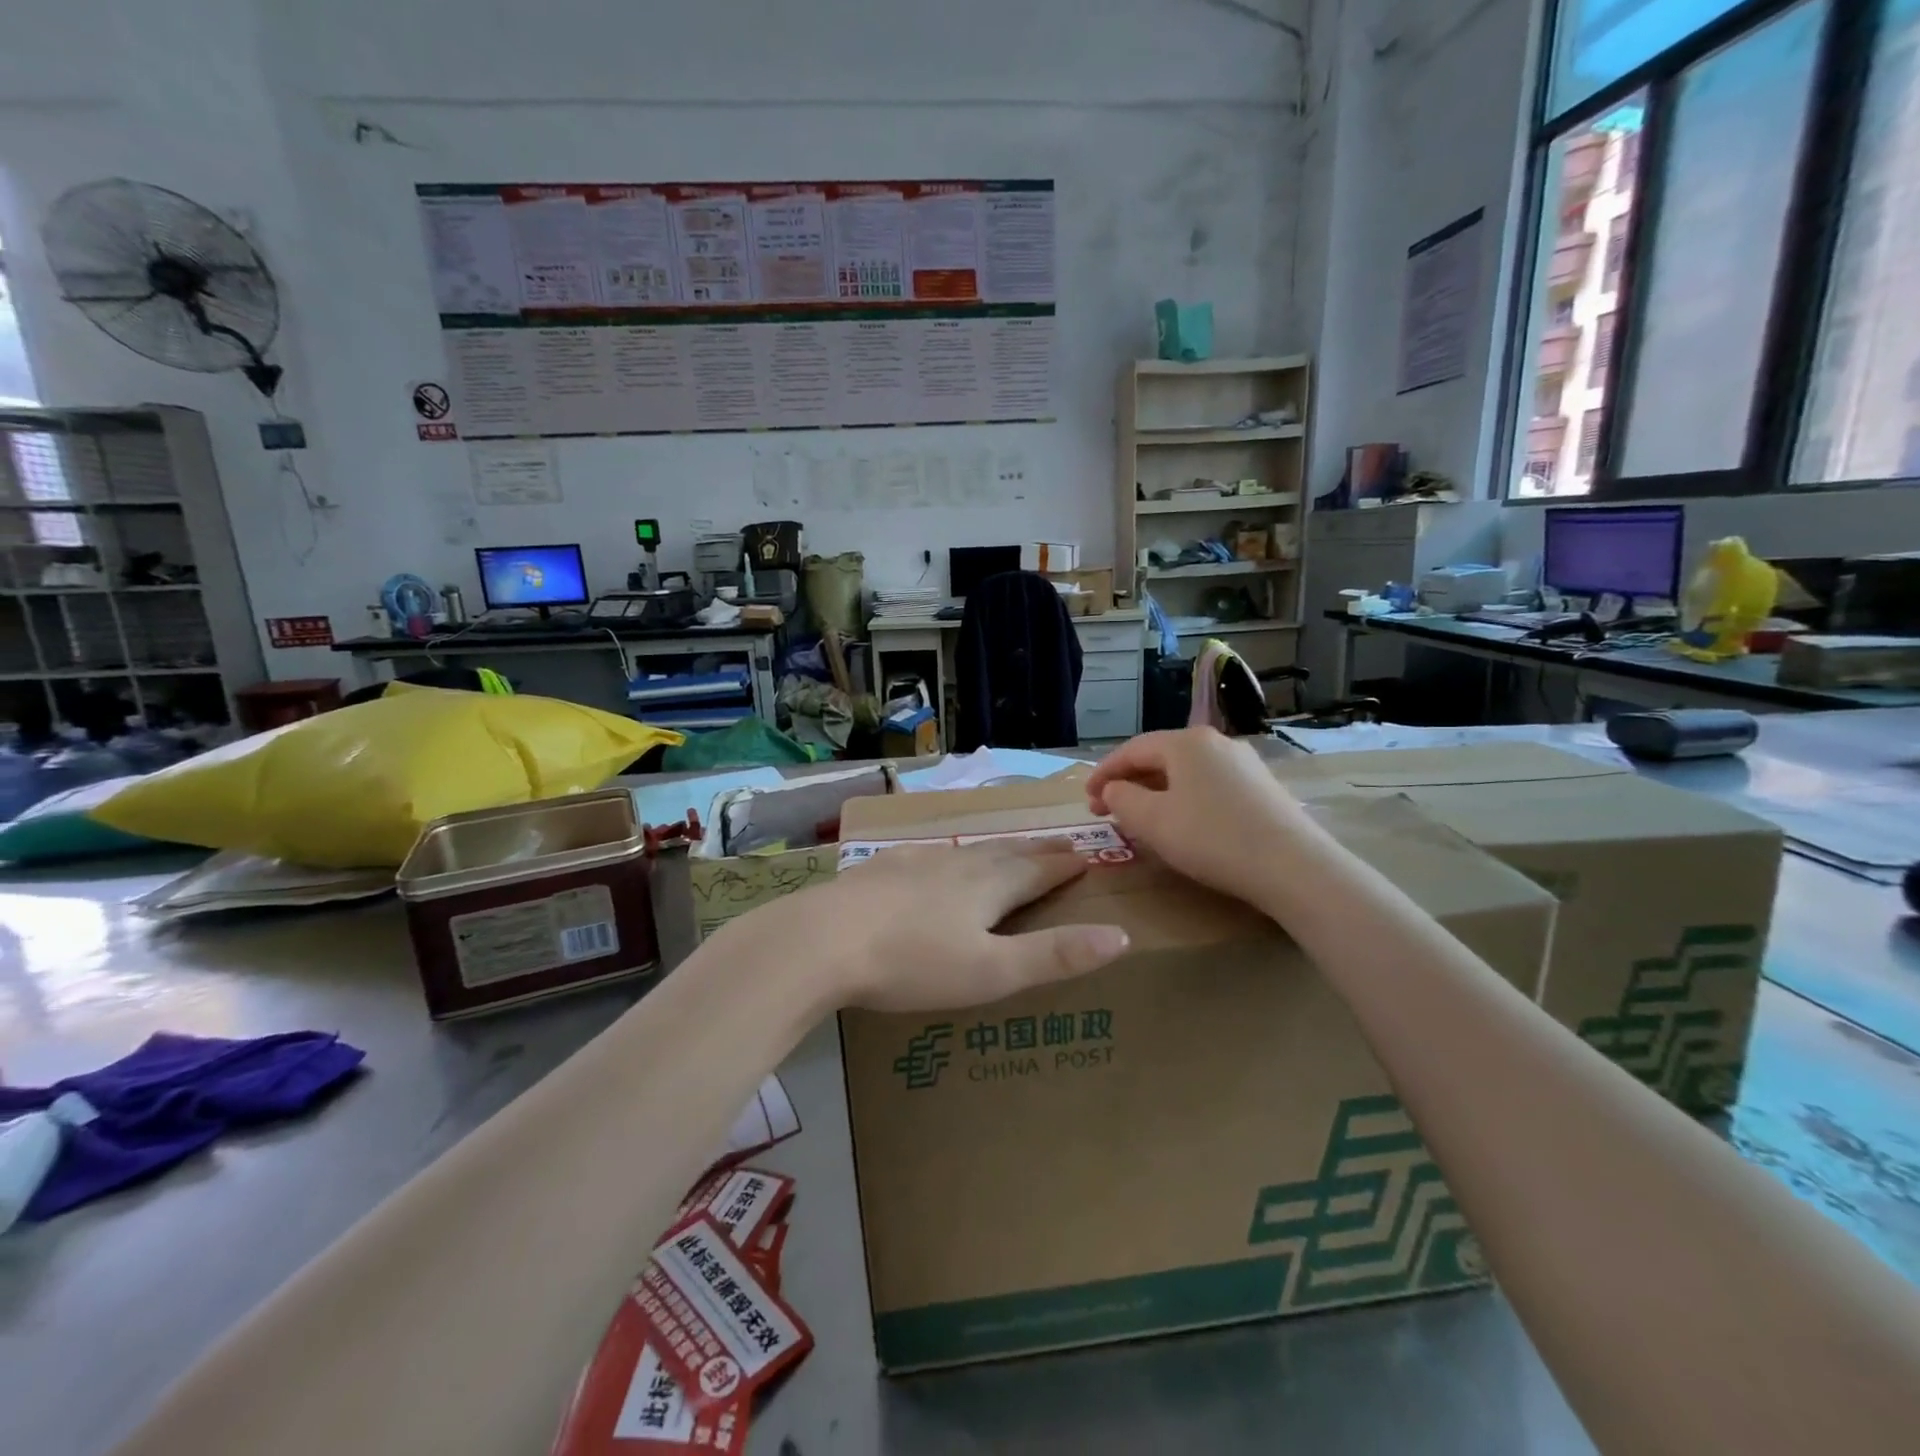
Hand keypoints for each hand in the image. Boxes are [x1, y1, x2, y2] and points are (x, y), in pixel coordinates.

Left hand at [721, 839, 1129, 1013]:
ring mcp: (916, 862)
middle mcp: (957, 864)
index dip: (1066, 865)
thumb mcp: (992, 972)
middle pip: (1007, 853)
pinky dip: (948, 856)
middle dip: (1038, 850)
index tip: (1089, 855)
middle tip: (1061, 843)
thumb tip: (1120, 936)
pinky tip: (935, 858)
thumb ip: (1054, 956)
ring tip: (1009, 849)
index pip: (1040, 871)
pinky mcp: (881, 869)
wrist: (823, 941)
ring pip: (968, 850)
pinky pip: (928, 855)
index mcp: (989, 887)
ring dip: (997, 849)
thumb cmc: (913, 963)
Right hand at [1086, 728, 1307, 911]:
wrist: (1293, 866)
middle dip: (1129, 782)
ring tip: (1140, 818)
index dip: (1103, 773)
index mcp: (1186, 742)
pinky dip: (1185, 799)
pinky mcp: (1262, 788)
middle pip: (1160, 757)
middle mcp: (1216, 742)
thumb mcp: (1153, 821)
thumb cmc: (1212, 838)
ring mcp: (1244, 763)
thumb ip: (1122, 798)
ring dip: (1156, 792)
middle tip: (1106, 810)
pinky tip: (1183, 823)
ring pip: (1186, 772)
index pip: (1132, 750)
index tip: (1085, 799)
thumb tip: (1114, 788)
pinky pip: (1210, 785)